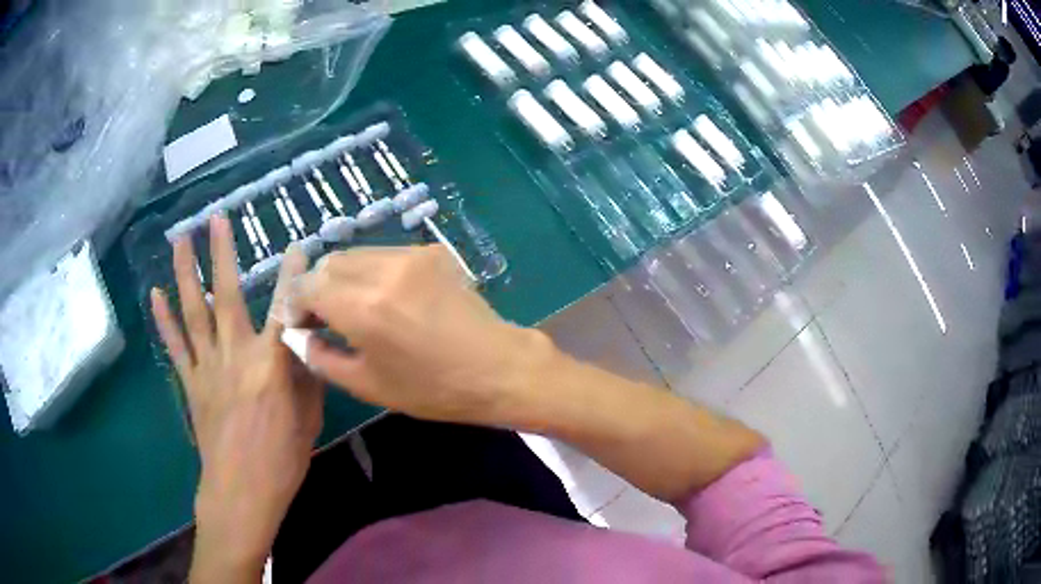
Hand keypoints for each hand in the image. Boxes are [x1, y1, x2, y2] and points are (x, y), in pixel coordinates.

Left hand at [150, 215, 322, 579]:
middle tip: (217, 219)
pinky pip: (175, 345)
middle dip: (221, 254)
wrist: (241, 491)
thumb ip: (306, 375)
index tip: (297, 246)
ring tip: (180, 241)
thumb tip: (305, 344)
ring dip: (186, 274)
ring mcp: (207, 367)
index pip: (284, 309)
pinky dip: (164, 319)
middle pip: (227, 296)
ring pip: (194, 312)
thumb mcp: (309, 418)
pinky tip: (155, 294)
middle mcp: (235, 355)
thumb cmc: (282, 459)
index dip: (293, 276)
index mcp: (271, 365)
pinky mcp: (191, 382)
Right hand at [291, 245, 551, 425]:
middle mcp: (383, 270)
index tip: (301, 323)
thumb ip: (321, 358)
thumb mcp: (368, 385)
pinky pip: (385, 254)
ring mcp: (411, 255)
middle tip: (322, 315)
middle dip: (317, 286)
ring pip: (356, 253)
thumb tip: (299, 337)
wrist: (498, 368)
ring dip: (342, 276)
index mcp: (363, 308)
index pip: (307, 285)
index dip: (296, 303)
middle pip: (329, 262)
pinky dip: (371, 271)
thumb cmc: (432, 388)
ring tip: (351, 306)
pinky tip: (384, 297)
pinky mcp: (432, 251)